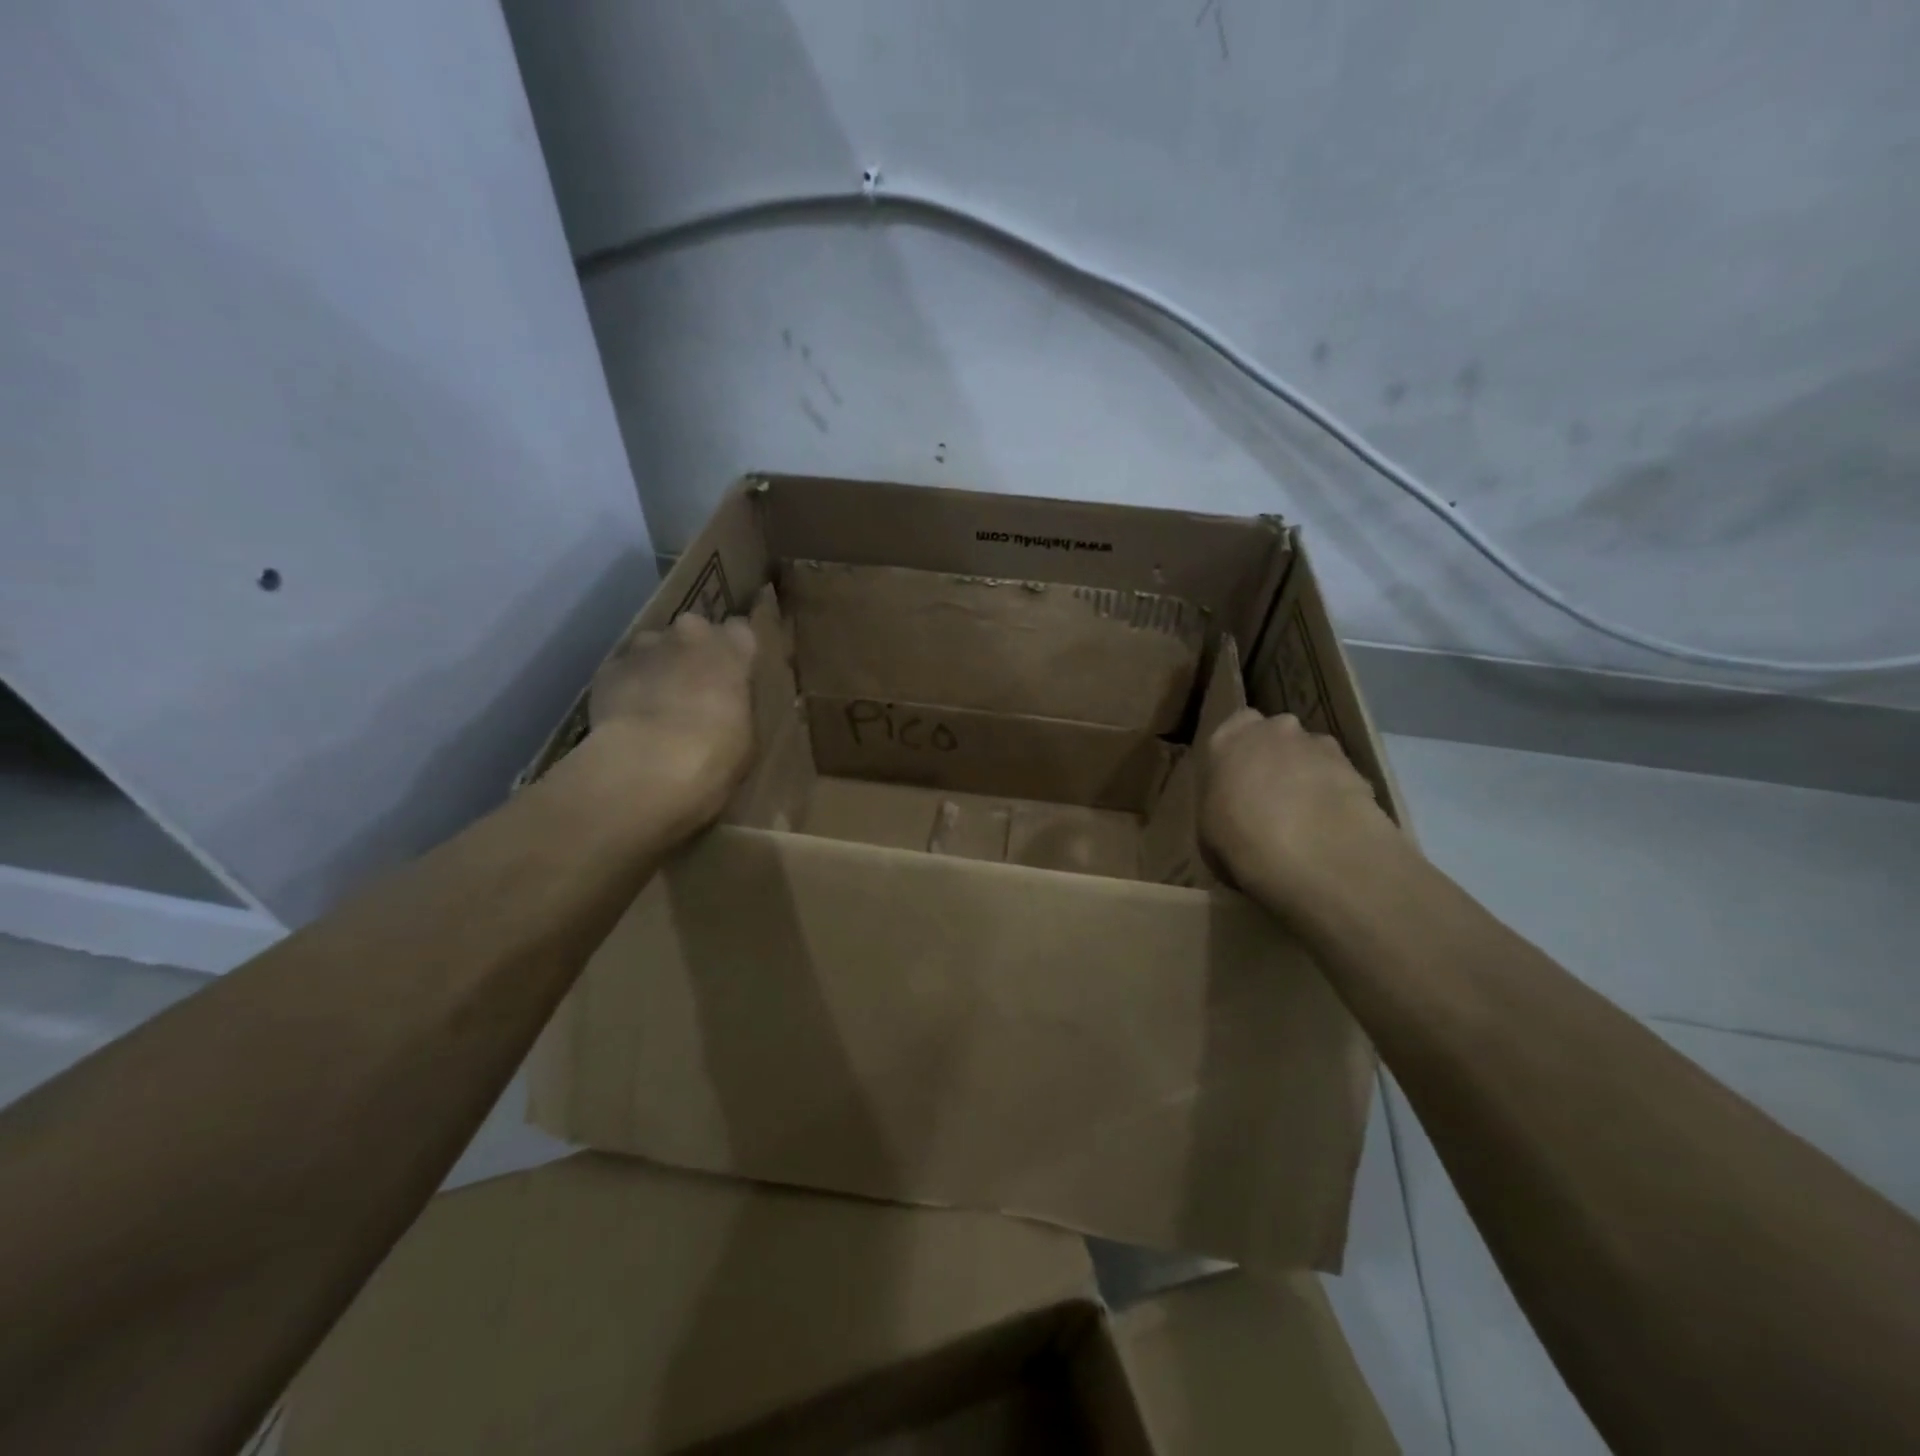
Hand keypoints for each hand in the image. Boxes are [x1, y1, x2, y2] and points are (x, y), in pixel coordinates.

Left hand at [589, 612, 758, 834]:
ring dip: (657, 667)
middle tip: (694, 689)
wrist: (648, 763)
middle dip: (693, 653)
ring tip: (655, 705)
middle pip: (693, 631)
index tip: (733, 674)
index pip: (739, 631)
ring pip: (653, 647)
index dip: (734, 652)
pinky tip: (627, 717)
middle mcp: (689, 635)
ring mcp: (644, 647)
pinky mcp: (608, 668)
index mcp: (731, 649)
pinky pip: (622, 671)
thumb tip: (725, 708)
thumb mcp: (746, 735)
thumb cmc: (715, 753)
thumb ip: (736, 707)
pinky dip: (625, 687)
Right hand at [1200, 708, 1402, 917]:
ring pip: (1310, 754)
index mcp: (1227, 739)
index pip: (1234, 727)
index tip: (1237, 781)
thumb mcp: (1210, 828)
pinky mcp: (1357, 767)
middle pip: (1275, 736)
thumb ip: (1221, 803)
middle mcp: (1273, 729)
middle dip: (1276, 758)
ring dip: (1308, 776)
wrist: (1315, 852)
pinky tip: (1332, 828)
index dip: (1239, 753)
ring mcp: (1319, 744)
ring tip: (1308, 819)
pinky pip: (1339, 777)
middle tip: (1272, 799)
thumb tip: (1233, 808)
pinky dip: (1336, 796)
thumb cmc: (1241, 839)